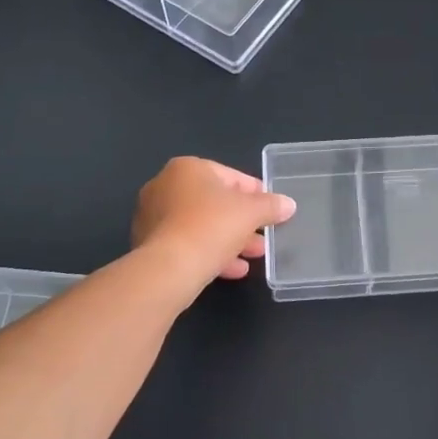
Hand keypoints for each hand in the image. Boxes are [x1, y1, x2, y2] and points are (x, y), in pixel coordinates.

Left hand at [132, 157, 296, 284]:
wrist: (169, 268)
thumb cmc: (212, 226)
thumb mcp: (251, 212)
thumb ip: (271, 205)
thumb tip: (288, 204)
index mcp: (187, 168)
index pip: (231, 176)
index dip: (256, 193)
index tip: (272, 209)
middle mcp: (165, 186)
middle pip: (215, 203)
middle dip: (244, 222)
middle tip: (264, 237)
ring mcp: (154, 217)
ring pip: (202, 226)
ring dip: (230, 240)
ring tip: (254, 256)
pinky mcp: (150, 245)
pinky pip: (188, 244)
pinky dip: (210, 253)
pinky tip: (233, 270)